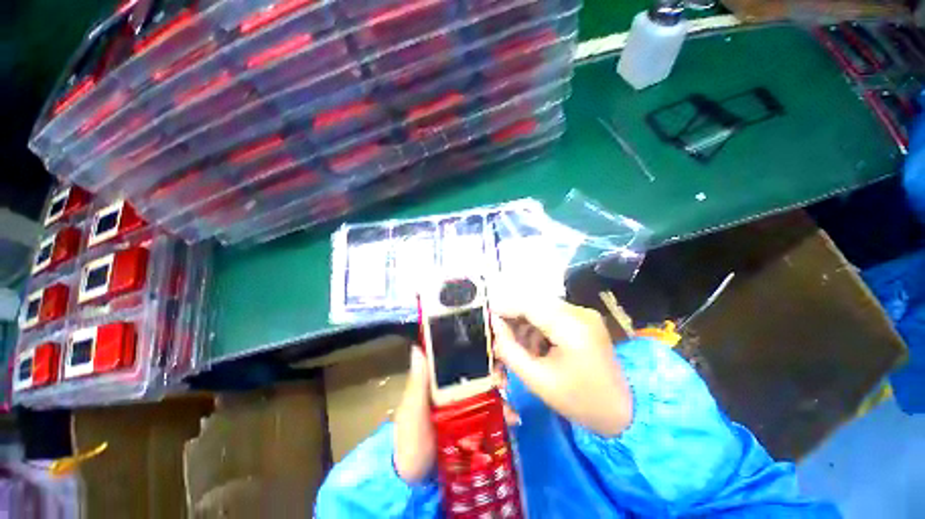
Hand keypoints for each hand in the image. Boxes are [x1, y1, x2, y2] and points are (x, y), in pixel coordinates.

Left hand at [393, 347, 520, 482]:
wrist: (416, 484)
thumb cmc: (411, 442)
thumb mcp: (412, 412)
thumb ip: (417, 383)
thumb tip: (418, 347)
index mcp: (437, 381)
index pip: (457, 358)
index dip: (473, 350)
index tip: (490, 347)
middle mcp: (453, 389)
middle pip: (476, 372)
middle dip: (493, 372)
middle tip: (503, 380)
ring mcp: (465, 406)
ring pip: (486, 391)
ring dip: (501, 395)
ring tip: (510, 409)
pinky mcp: (474, 423)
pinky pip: (491, 412)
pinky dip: (502, 413)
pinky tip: (512, 420)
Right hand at [491, 296, 632, 436]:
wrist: (623, 412)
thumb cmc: (578, 401)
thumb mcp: (536, 379)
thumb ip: (510, 350)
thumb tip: (495, 325)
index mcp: (571, 328)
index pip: (529, 305)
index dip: (505, 307)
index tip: (487, 315)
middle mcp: (580, 312)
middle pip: (535, 303)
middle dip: (514, 315)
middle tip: (500, 334)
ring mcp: (585, 313)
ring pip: (543, 307)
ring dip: (526, 321)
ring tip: (519, 343)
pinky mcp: (586, 318)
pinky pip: (553, 314)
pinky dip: (539, 325)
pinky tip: (536, 343)